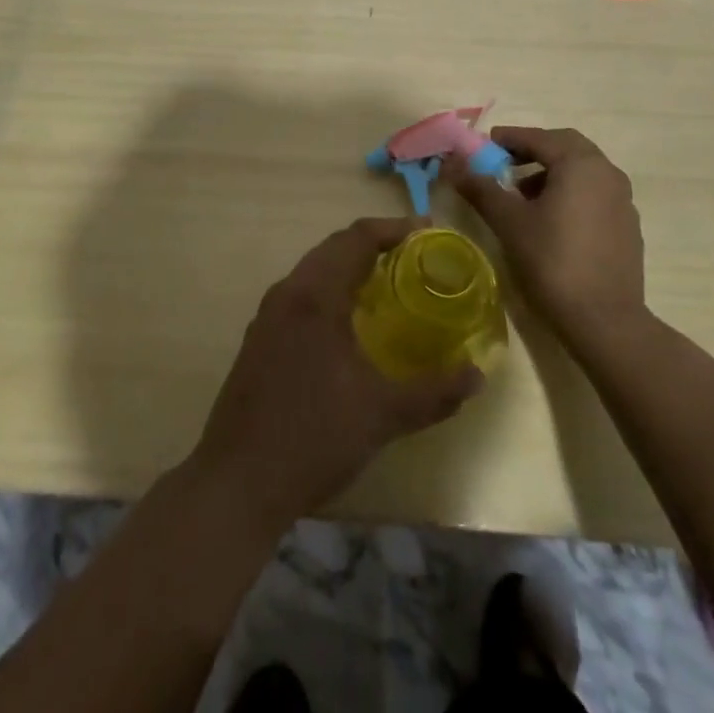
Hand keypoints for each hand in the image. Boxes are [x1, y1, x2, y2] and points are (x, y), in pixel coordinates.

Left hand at [190, 218, 481, 532]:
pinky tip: (348, 324)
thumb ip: (435, 392)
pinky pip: (300, 295)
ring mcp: (267, 316)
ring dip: (349, 267)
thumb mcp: (383, 415)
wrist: (236, 483)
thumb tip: (477, 375)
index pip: (356, 238)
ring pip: (313, 270)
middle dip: (374, 244)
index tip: (427, 231)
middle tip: (414, 256)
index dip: (393, 228)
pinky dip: (330, 290)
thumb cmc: (314, 437)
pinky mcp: (259, 340)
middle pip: (333, 247)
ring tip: (387, 284)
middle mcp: (288, 293)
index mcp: (315, 295)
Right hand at [457, 126, 645, 342]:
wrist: (605, 320)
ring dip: (552, 172)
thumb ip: (481, 188)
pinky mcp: (628, 226)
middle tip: (505, 164)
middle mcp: (607, 173)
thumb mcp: (509, 222)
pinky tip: (552, 220)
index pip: (539, 138)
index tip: (485, 145)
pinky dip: (571, 193)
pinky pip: (595, 194)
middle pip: (566, 147)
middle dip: (534, 151)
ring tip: (523, 195)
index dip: (509, 138)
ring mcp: (622, 200)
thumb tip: (453, 164)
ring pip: (583, 171)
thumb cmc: (552, 261)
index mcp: (580, 164)